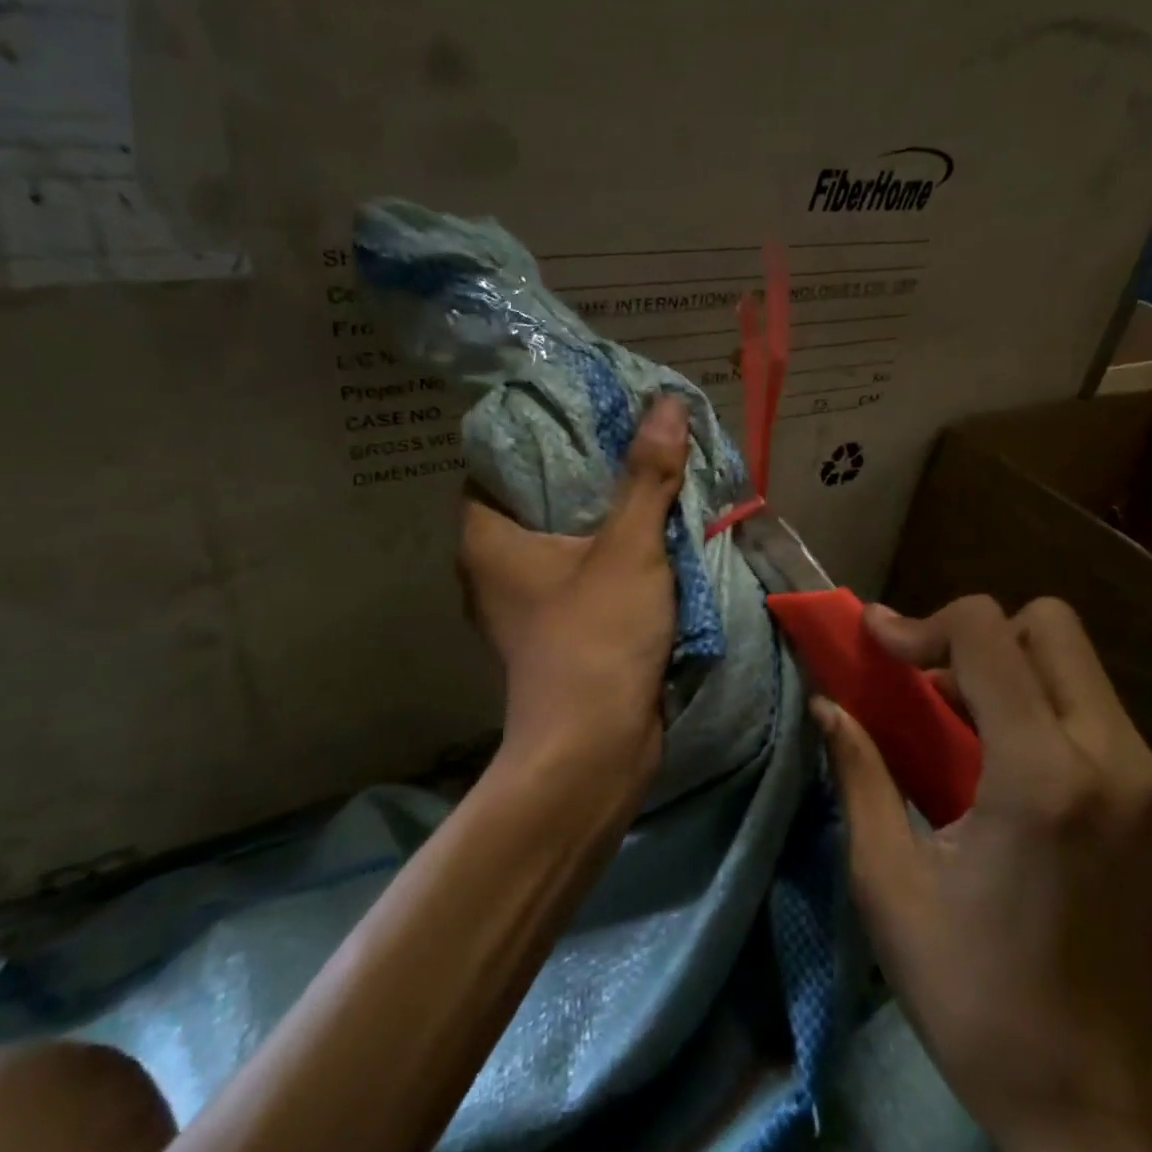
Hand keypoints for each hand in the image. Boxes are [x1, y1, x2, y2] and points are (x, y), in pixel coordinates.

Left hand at [458, 396, 689, 777]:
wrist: (595, 748)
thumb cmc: (595, 638)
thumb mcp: (628, 549)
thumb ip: (646, 477)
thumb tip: (666, 402)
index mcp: (485, 540)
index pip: (497, 463)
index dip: (538, 433)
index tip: (583, 412)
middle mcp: (492, 569)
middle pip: (534, 500)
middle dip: (581, 472)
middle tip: (626, 437)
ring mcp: (522, 605)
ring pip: (560, 540)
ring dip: (600, 515)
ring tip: (643, 475)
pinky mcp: (553, 631)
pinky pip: (577, 573)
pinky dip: (607, 553)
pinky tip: (646, 533)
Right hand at [814, 595, 1151, 1147]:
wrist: (1101, 1105)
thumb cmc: (975, 996)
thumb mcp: (890, 883)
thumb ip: (859, 774)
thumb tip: (826, 705)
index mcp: (1042, 779)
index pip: (988, 632)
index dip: (922, 623)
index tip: (877, 646)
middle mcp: (1114, 762)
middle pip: (1051, 625)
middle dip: (976, 635)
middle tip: (924, 682)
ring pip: (1078, 664)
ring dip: (1008, 670)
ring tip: (954, 723)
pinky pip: (1096, 711)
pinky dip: (1041, 707)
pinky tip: (1002, 765)